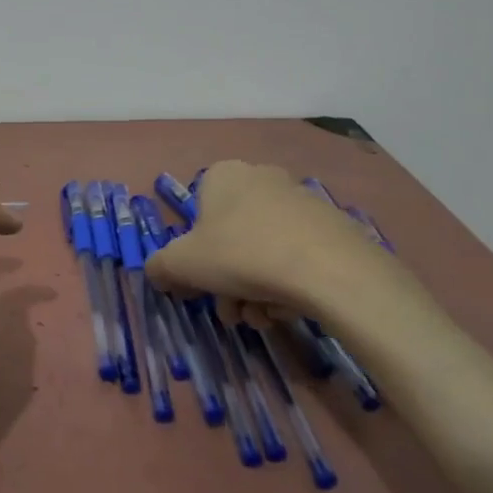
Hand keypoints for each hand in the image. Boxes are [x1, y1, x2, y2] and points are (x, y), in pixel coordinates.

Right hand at [145, 160, 431, 334]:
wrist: (330, 270)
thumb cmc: (242, 255)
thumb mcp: (182, 264)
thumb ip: (160, 267)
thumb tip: (160, 274)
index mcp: (223, 176)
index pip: (196, 213)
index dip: (193, 254)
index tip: (198, 285)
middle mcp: (262, 179)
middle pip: (230, 239)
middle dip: (226, 282)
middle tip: (231, 310)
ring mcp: (301, 202)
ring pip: (262, 253)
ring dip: (254, 290)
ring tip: (262, 317)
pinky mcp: (332, 227)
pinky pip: (295, 258)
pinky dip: (286, 285)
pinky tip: (289, 309)